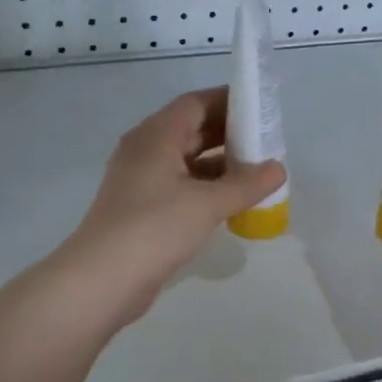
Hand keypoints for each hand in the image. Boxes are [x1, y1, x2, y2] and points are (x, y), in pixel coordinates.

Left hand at [63, 87, 285, 322]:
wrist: (102, 279)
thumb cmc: (154, 228)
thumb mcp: (207, 204)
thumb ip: (246, 184)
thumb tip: (279, 168)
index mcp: (156, 136)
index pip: (195, 103)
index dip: (228, 101)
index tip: (261, 109)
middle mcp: (146, 151)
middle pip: (192, 130)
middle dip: (229, 134)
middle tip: (266, 142)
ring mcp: (142, 181)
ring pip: (188, 161)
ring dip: (221, 164)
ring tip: (257, 173)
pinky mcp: (143, 208)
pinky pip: (182, 186)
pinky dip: (208, 188)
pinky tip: (233, 202)